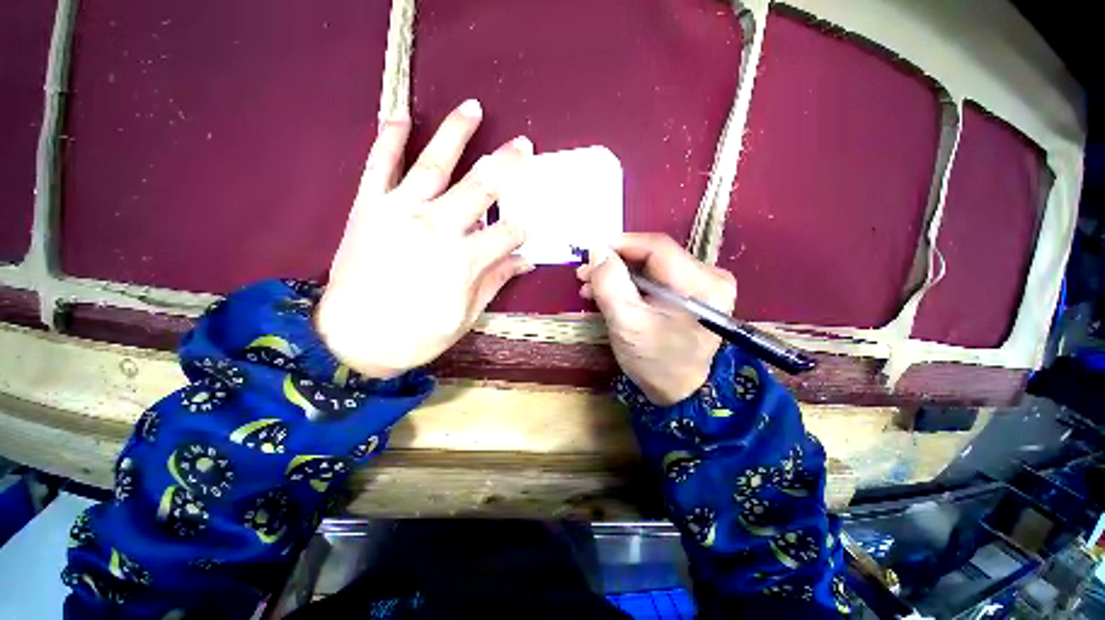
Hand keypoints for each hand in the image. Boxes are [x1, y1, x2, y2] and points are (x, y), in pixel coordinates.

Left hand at [315, 100, 533, 378]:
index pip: (508, 234)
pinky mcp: (368, 207)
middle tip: (524, 145)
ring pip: (434, 164)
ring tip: (472, 108)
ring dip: (456, 134)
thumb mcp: (466, 316)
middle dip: (507, 165)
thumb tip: (524, 261)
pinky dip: (389, 138)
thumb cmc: (417, 336)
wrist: (351, 342)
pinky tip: (400, 115)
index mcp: (464, 260)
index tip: (529, 227)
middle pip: (481, 188)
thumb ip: (496, 281)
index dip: (523, 230)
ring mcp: (399, 211)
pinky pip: (379, 165)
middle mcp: (436, 227)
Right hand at [577, 234, 736, 405]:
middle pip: (653, 256)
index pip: (656, 247)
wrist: (680, 392)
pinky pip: (656, 279)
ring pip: (651, 266)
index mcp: (700, 284)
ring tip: (591, 286)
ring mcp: (702, 285)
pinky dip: (630, 284)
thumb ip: (610, 283)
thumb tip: (597, 249)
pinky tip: (609, 292)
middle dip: (615, 263)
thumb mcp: (627, 323)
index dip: (620, 244)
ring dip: (619, 274)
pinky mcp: (692, 294)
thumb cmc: (656, 362)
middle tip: (585, 273)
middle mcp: (709, 276)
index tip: (590, 253)